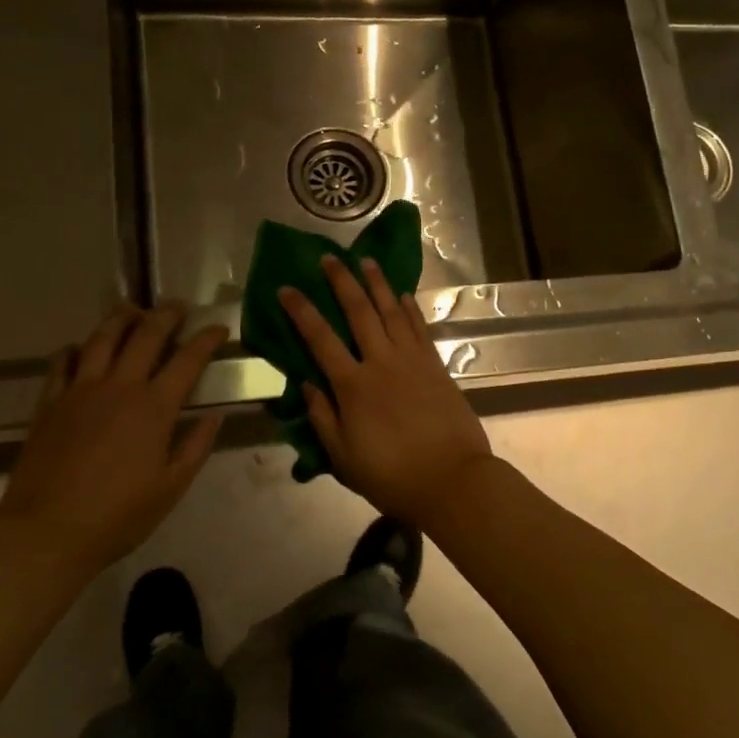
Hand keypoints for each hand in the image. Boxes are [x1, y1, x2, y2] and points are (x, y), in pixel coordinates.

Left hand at [0, 304, 226, 575]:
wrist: (45, 531)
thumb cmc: (117, 516)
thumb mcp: (171, 488)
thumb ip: (196, 447)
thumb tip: (215, 416)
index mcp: (154, 407)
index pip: (188, 360)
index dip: (206, 339)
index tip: (218, 328)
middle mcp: (119, 387)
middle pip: (145, 335)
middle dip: (166, 315)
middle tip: (177, 307)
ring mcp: (80, 391)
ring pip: (102, 338)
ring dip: (121, 319)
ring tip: (132, 310)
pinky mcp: (50, 403)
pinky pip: (62, 362)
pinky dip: (75, 349)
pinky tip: (81, 348)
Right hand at [279, 256, 491, 529]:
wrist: (452, 479)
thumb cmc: (392, 475)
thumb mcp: (343, 457)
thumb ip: (323, 418)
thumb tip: (306, 384)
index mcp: (353, 386)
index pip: (320, 339)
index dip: (301, 311)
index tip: (287, 289)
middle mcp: (381, 363)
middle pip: (359, 312)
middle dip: (341, 282)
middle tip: (328, 257)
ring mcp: (412, 360)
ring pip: (392, 311)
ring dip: (377, 284)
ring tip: (366, 261)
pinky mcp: (436, 365)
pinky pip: (419, 328)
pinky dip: (409, 308)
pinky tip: (402, 294)